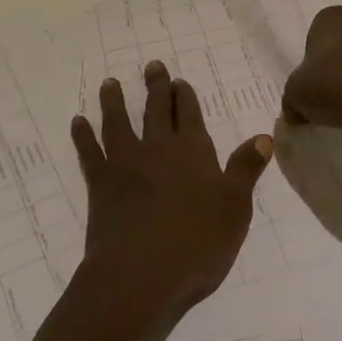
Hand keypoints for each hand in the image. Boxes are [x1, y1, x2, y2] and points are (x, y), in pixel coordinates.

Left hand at [70, 61, 272, 322]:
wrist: (139, 275)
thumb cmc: (196, 245)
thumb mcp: (235, 209)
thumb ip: (245, 169)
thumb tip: (263, 136)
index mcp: (193, 153)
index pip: (190, 115)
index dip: (185, 97)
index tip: (179, 81)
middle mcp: (158, 149)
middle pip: (156, 110)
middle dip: (156, 88)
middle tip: (152, 66)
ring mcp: (126, 163)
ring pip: (119, 122)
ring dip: (115, 101)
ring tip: (110, 83)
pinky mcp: (100, 184)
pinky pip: (89, 152)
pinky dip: (83, 136)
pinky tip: (78, 122)